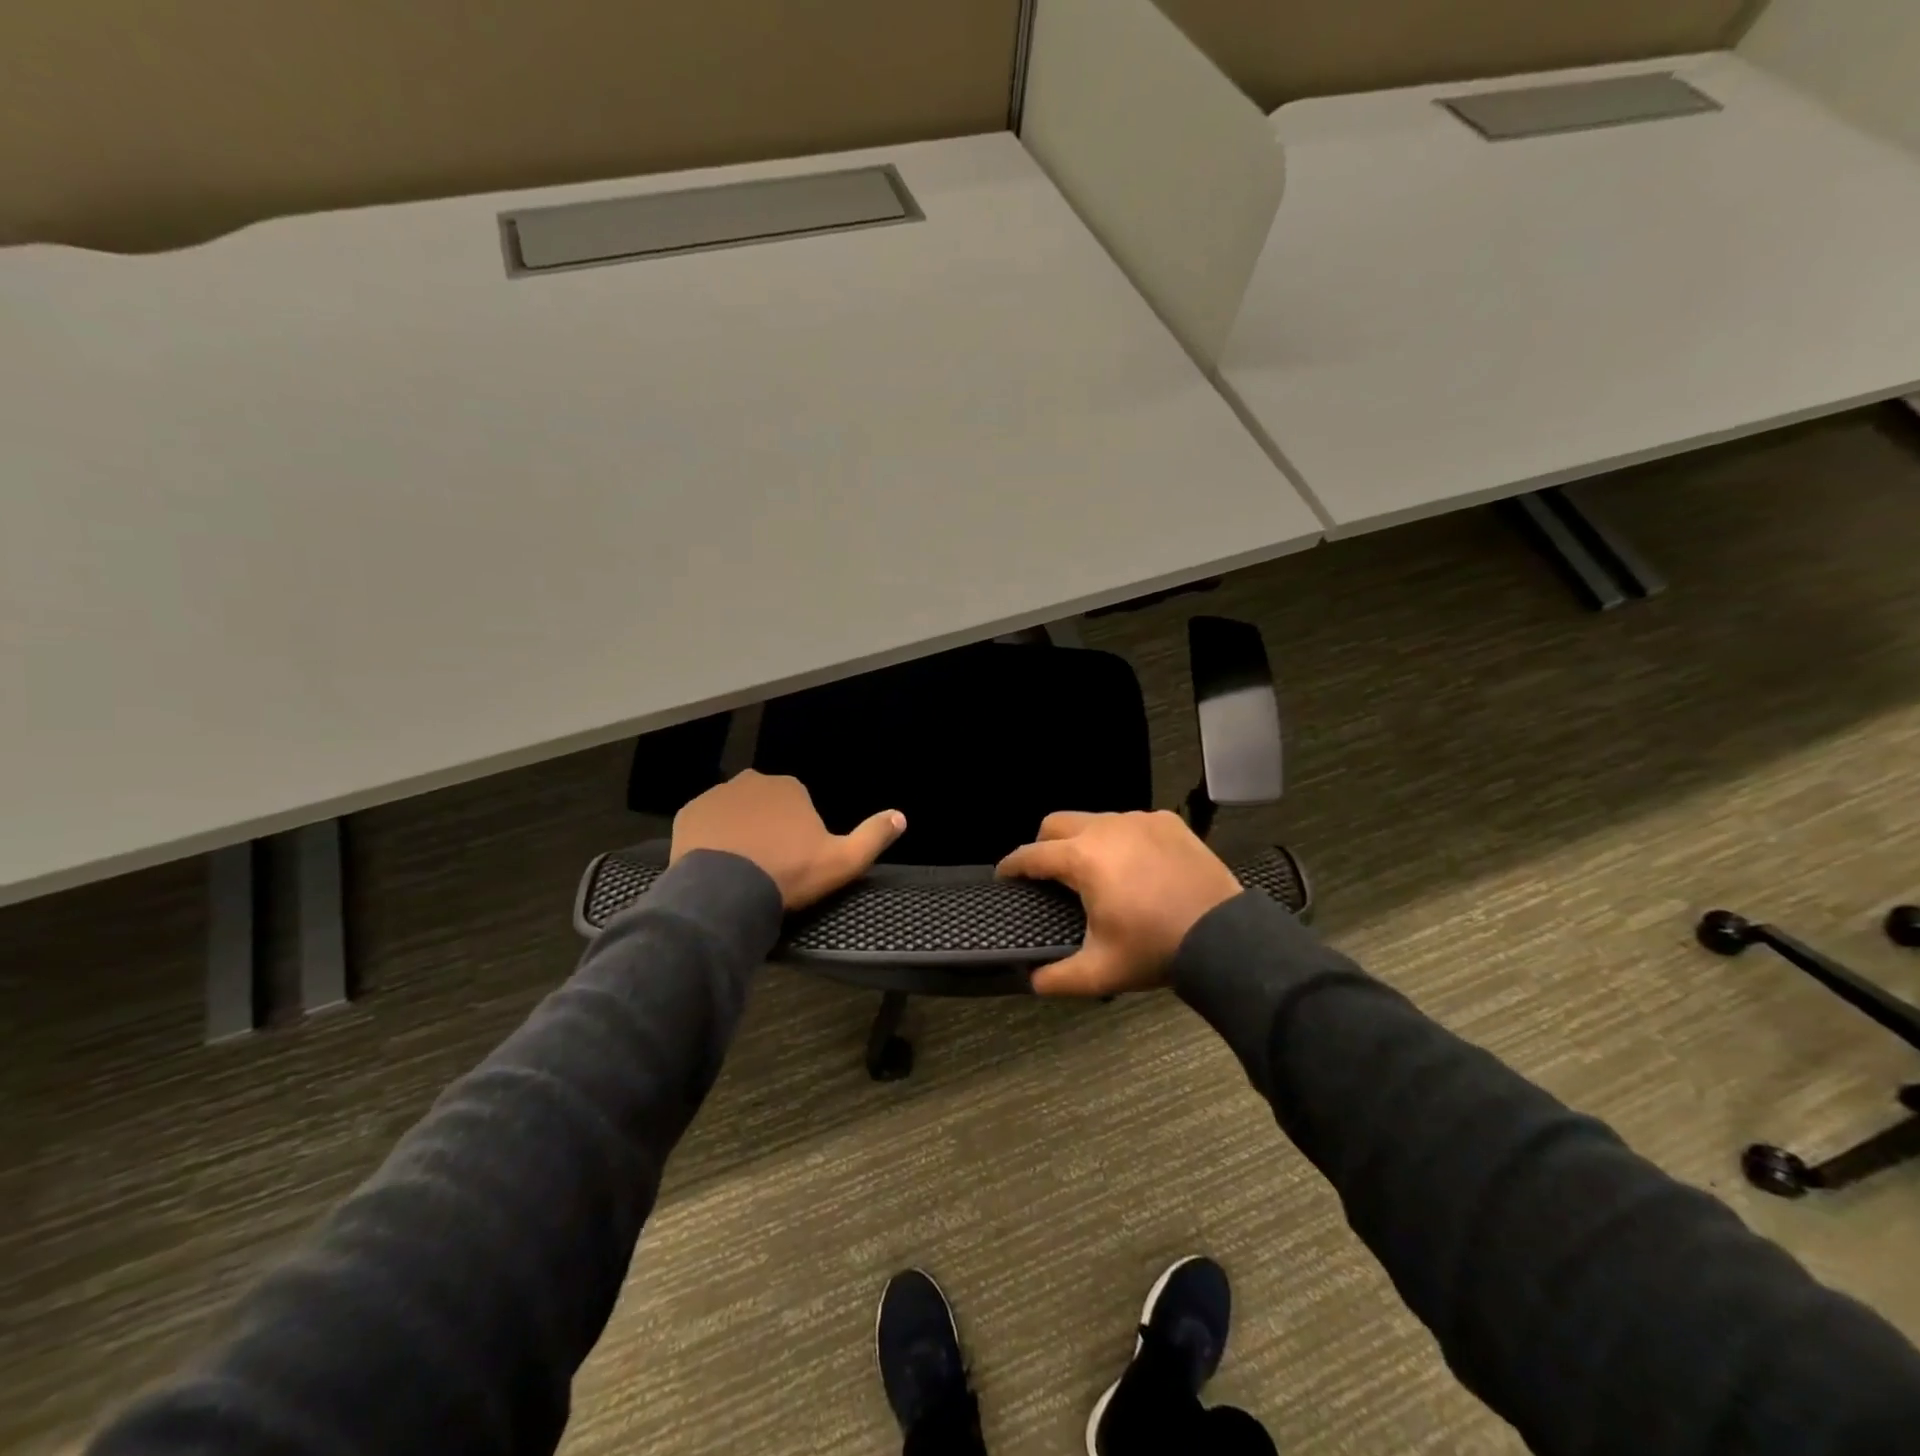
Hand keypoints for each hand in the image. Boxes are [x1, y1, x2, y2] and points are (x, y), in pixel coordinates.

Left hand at [671, 771, 904, 909]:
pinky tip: (716, 864)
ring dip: (739, 831)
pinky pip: (705, 822)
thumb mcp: (843, 861)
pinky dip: (711, 837)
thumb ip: (874, 836)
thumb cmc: (789, 873)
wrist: (726, 891)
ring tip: (741, 868)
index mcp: (791, 786)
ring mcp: (717, 795)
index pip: (799, 804)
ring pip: (735, 812)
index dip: (799, 833)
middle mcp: (753, 780)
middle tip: (768, 865)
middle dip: (768, 827)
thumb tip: (901, 816)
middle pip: (766, 804)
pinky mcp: (689, 813)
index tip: (795, 860)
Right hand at [996, 811, 1242, 996]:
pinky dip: (1122, 840)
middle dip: (1043, 844)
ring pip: (1095, 820)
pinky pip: (1131, 823)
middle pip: (1057, 823)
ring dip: (1084, 841)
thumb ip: (1058, 978)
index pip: (1031, 854)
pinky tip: (1134, 866)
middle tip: (1046, 873)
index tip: (1004, 876)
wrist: (1224, 937)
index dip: (1012, 866)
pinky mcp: (1168, 822)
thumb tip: (1032, 981)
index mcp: (1083, 858)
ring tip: (1094, 872)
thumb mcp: (1101, 972)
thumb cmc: (1155, 949)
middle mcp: (1106, 828)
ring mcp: (1140, 820)